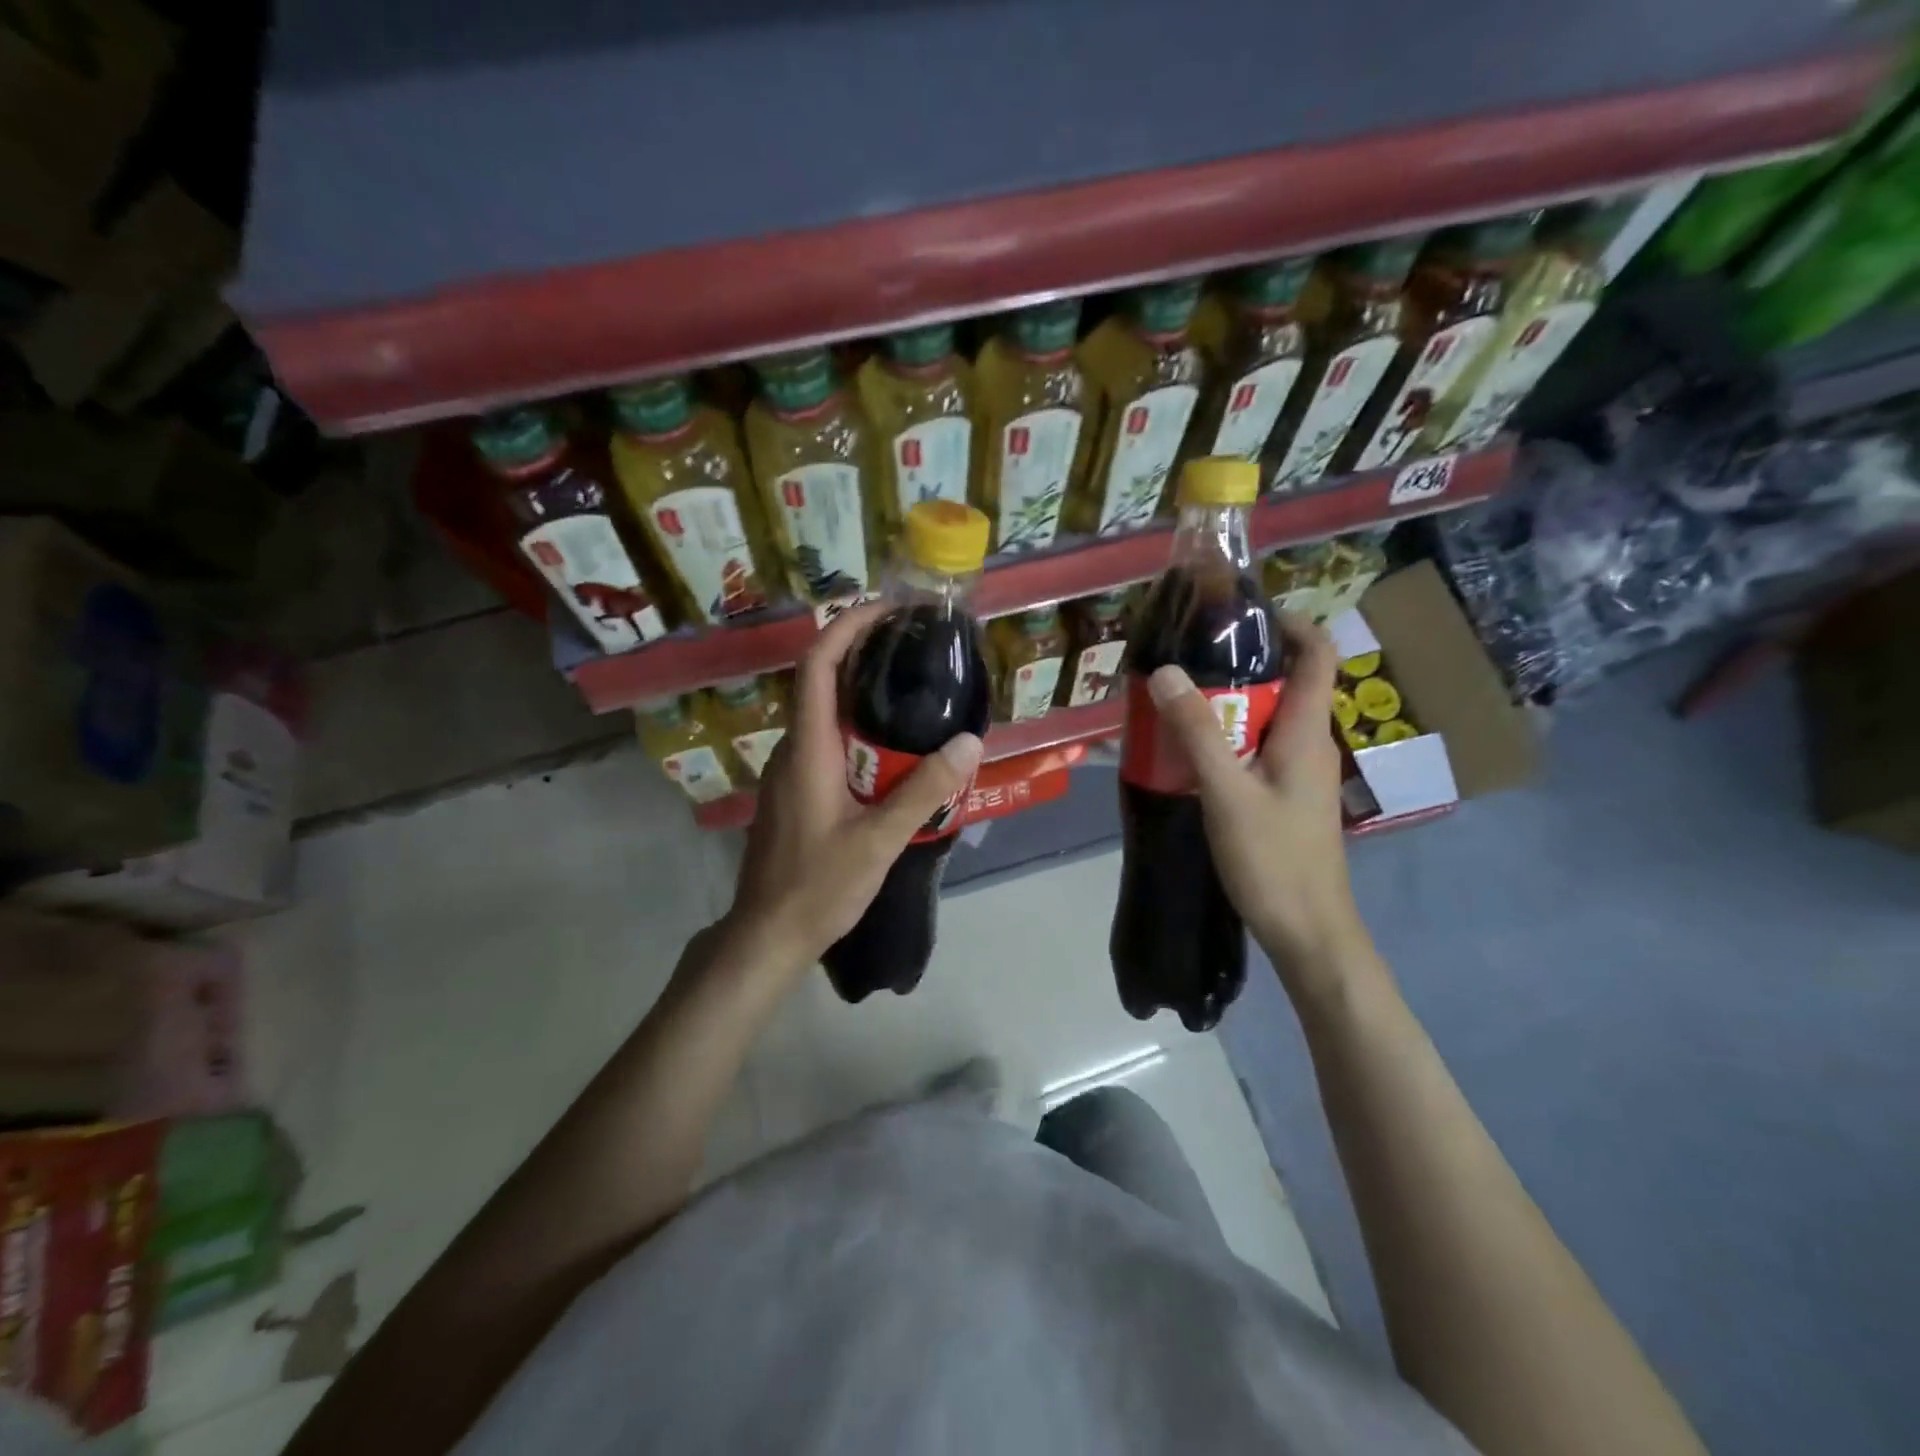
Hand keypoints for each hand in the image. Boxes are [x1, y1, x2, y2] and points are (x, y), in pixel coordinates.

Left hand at [721, 601, 983, 978]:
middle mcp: (793, 750)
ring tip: (913, 690)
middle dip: (862, 654)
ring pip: (824, 715)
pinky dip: (857, 728)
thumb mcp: (879, 841)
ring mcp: (790, 772)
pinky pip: (826, 743)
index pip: (817, 666)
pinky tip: (892, 748)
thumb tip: (968, 741)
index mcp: (807, 749)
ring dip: (861, 693)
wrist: (767, 935)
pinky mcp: (796, 793)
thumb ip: (923, 791)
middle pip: (821, 682)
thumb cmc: (818, 887)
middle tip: (914, 647)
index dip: (847, 627)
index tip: (886, 610)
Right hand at [1146, 614, 1374, 996]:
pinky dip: (1228, 737)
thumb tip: (1166, 672)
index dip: (1290, 623)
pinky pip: (1257, 748)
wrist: (1308, 931)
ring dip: (1228, 703)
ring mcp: (1299, 772)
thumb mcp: (1226, 792)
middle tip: (1187, 658)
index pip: (1318, 654)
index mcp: (1305, 731)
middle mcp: (1309, 743)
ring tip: (1178, 699)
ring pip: (1266, 718)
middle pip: (1286, 681)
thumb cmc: (1274, 859)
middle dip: (1240, 663)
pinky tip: (1190, 752)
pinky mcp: (1285, 796)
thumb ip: (1197, 732)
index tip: (1241, 615)